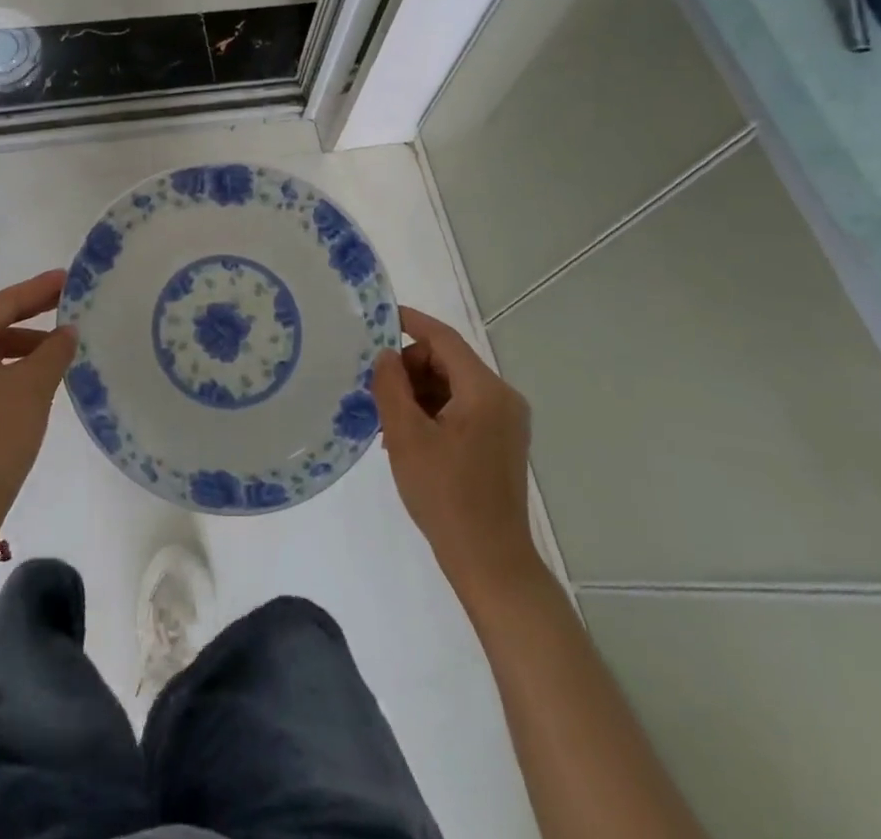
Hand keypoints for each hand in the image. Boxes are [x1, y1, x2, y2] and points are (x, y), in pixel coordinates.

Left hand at [0, 270, 76, 527]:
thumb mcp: (33, 386)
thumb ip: (54, 350)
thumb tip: (67, 332)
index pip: (3, 304)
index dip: (39, 290)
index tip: (68, 278)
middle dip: (30, 318)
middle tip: (67, 307)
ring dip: (20, 347)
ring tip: (56, 350)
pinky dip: (4, 368)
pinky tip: (31, 375)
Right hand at [371, 306, 541, 597]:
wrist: (490, 563)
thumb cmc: (446, 496)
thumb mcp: (407, 437)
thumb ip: (391, 386)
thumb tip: (385, 355)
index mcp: (485, 391)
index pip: (443, 338)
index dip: (410, 322)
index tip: (377, 317)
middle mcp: (502, 398)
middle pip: (448, 361)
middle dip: (409, 368)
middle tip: (375, 391)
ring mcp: (505, 421)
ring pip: (452, 385)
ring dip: (418, 393)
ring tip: (387, 420)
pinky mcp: (500, 442)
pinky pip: (461, 408)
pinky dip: (433, 411)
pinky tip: (407, 437)